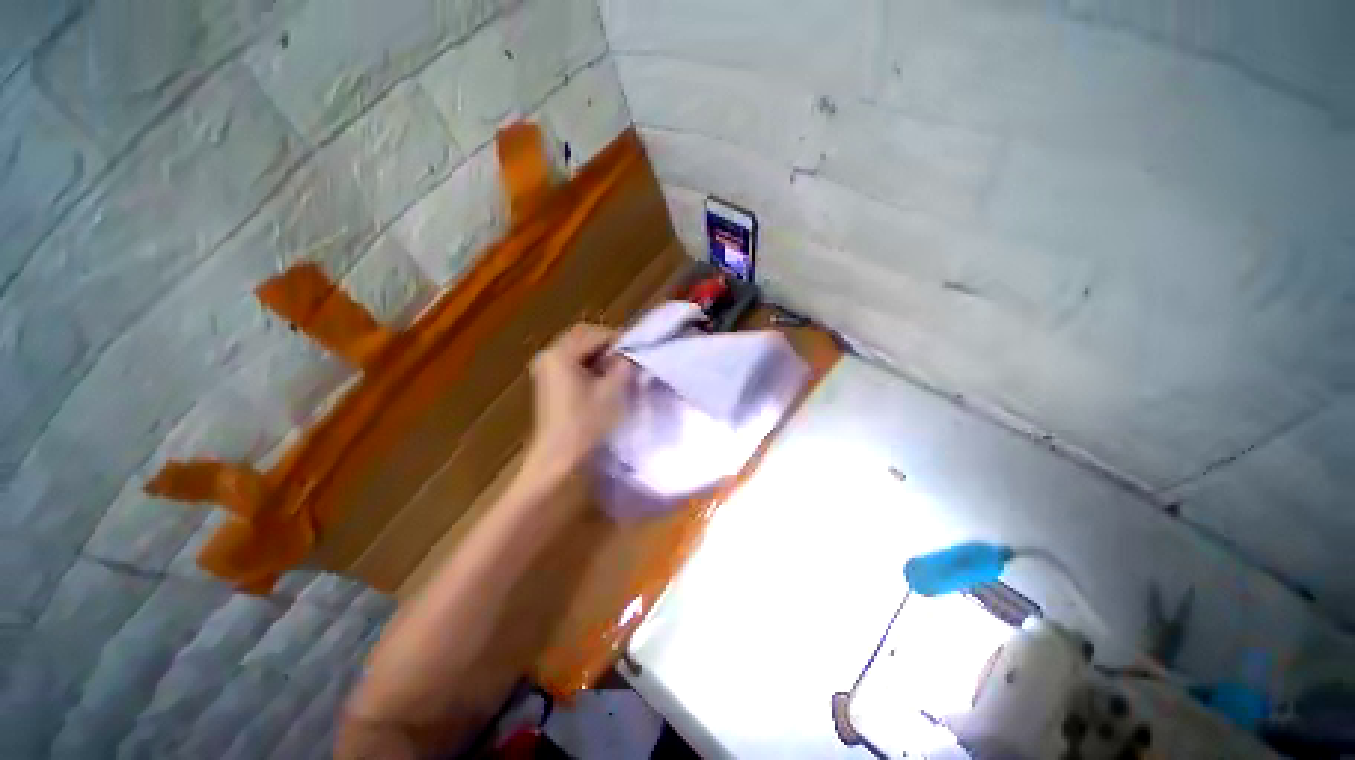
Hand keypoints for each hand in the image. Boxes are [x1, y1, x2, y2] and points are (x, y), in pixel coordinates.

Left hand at [522, 323, 633, 483]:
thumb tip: (630, 355)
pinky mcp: (549, 381)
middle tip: (631, 359)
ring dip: (601, 355)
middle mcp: (549, 355)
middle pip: (585, 337)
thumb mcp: (613, 391)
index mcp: (561, 353)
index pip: (597, 334)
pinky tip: (604, 380)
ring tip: (621, 370)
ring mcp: (547, 368)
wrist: (559, 458)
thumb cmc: (587, 423)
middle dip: (609, 345)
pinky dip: (591, 365)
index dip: (621, 340)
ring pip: (580, 350)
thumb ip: (625, 365)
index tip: (640, 352)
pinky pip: (574, 362)